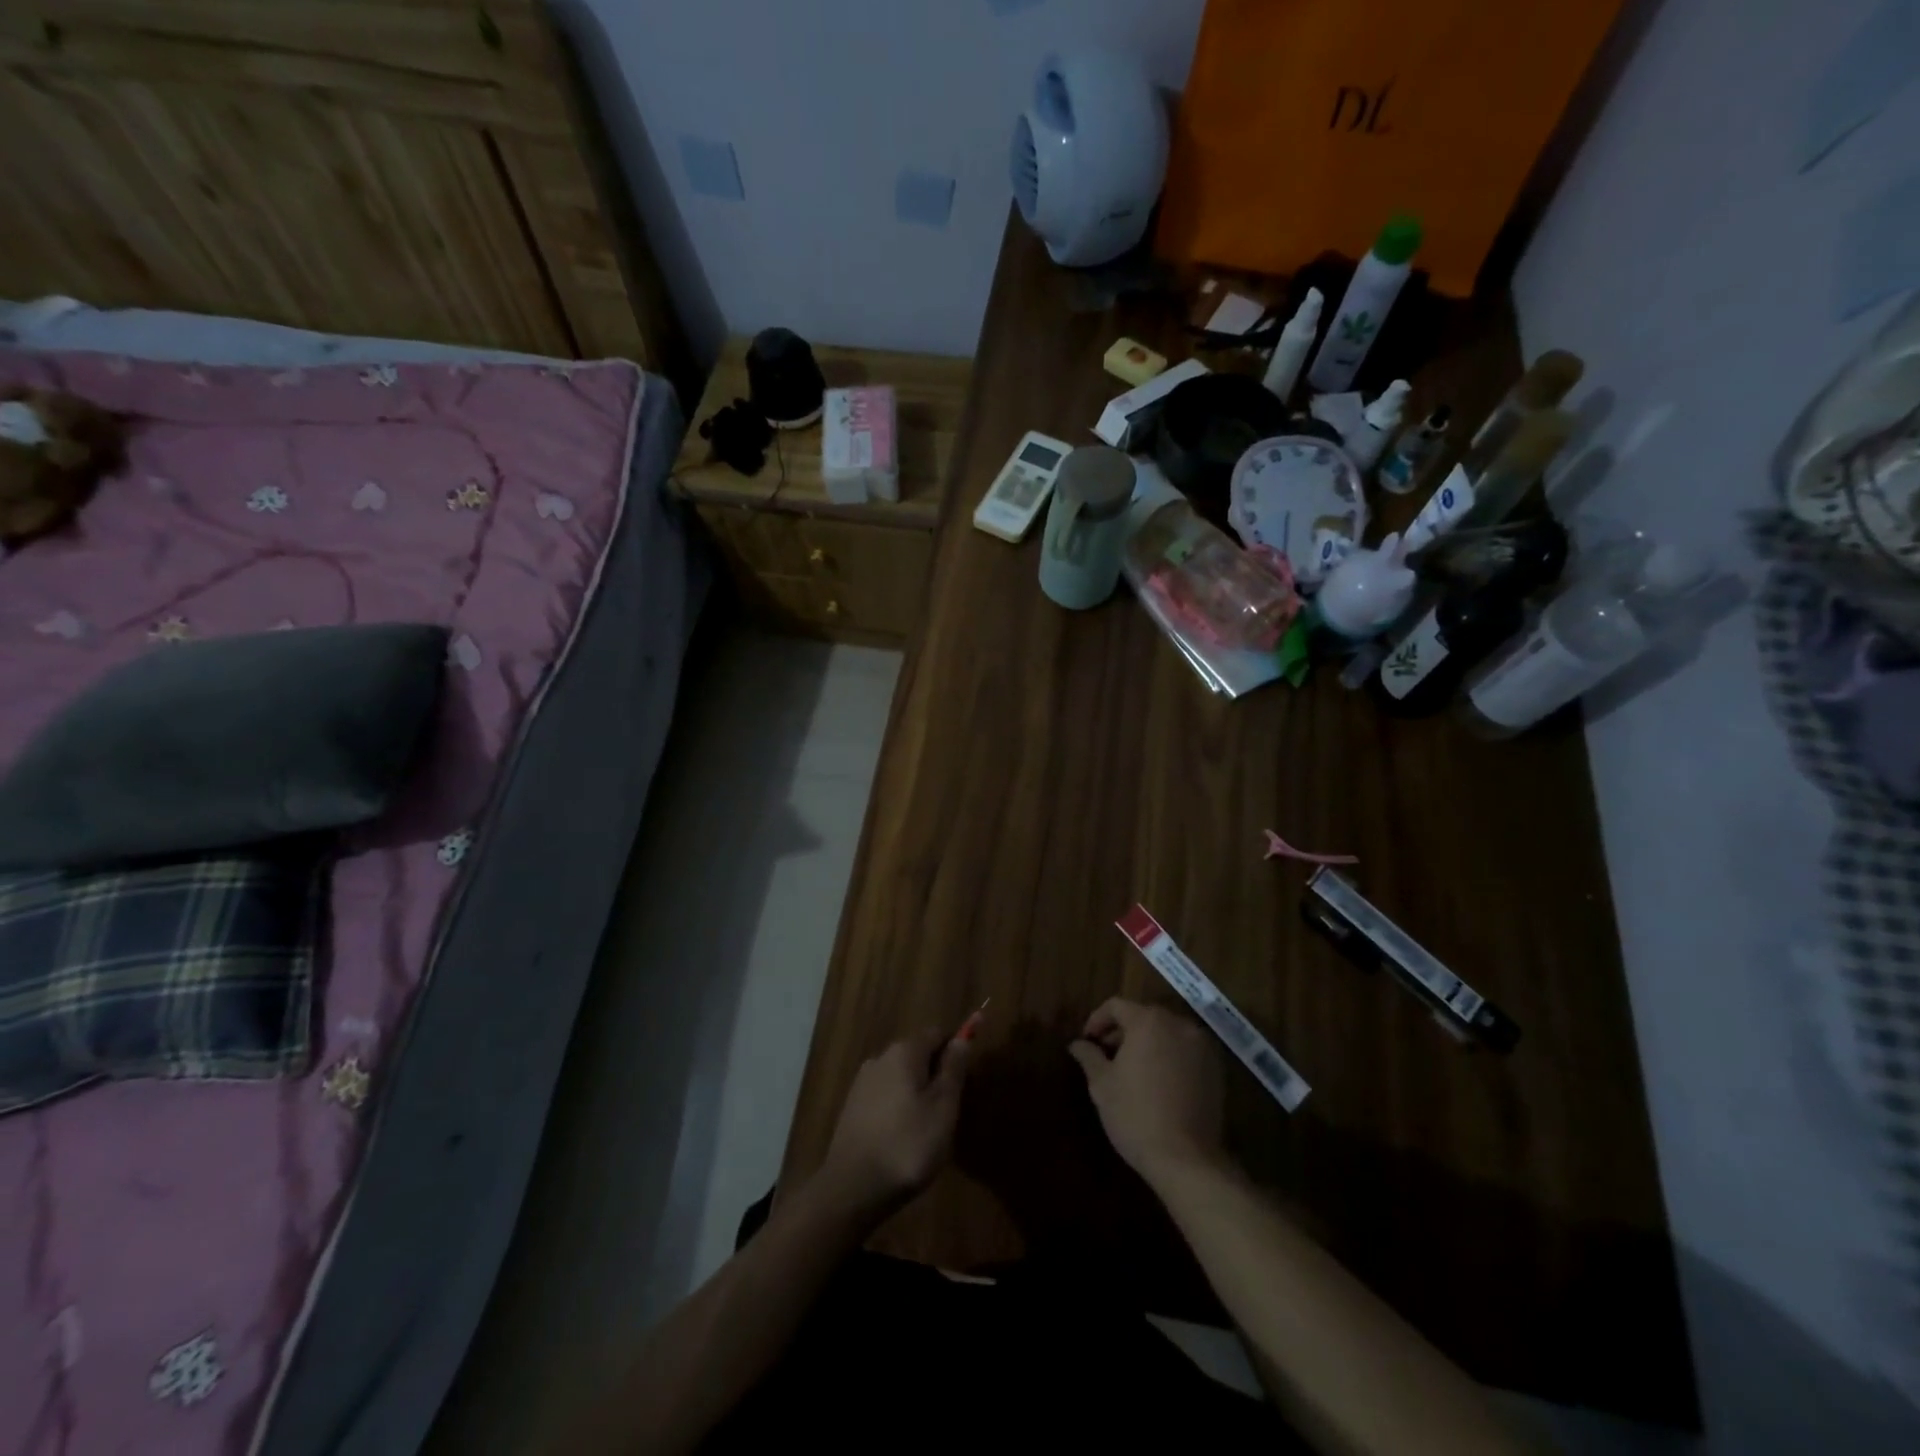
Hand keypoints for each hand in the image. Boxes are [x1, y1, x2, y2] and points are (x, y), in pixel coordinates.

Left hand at [818, 1030, 968, 1217]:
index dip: (955, 1049)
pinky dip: (899, 1107)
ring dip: (917, 1092)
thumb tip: (963, 1036)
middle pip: (918, 1054)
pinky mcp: (852, 1107)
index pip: (937, 1033)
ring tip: (928, 1129)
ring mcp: (862, 1082)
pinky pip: (885, 1095)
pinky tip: (903, 1137)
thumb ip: (954, 1068)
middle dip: (936, 1073)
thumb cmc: (908, 1144)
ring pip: (901, 1076)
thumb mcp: (943, 1107)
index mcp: (904, 1051)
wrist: (853, 1187)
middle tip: (950, 1110)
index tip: (966, 1079)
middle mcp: (880, 1057)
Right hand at [1068, 998, 1225, 1185]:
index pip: (1116, 1006)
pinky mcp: (1216, 1068)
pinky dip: (1170, 1056)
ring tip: (1132, 1069)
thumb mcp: (1102, 1084)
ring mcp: (1201, 1045)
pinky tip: (1158, 1081)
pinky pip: (1186, 1050)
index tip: (1087, 1040)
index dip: (1097, 1020)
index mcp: (1148, 1021)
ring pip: (1167, 1032)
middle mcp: (1178, 1024)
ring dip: (1147, 1042)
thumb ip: (1089, 1056)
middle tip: (1106, 1054)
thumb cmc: (1135, 1115)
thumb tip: (1077, 1044)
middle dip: (1122, 1031)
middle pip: (1144, 1016)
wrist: (1186, 1159)